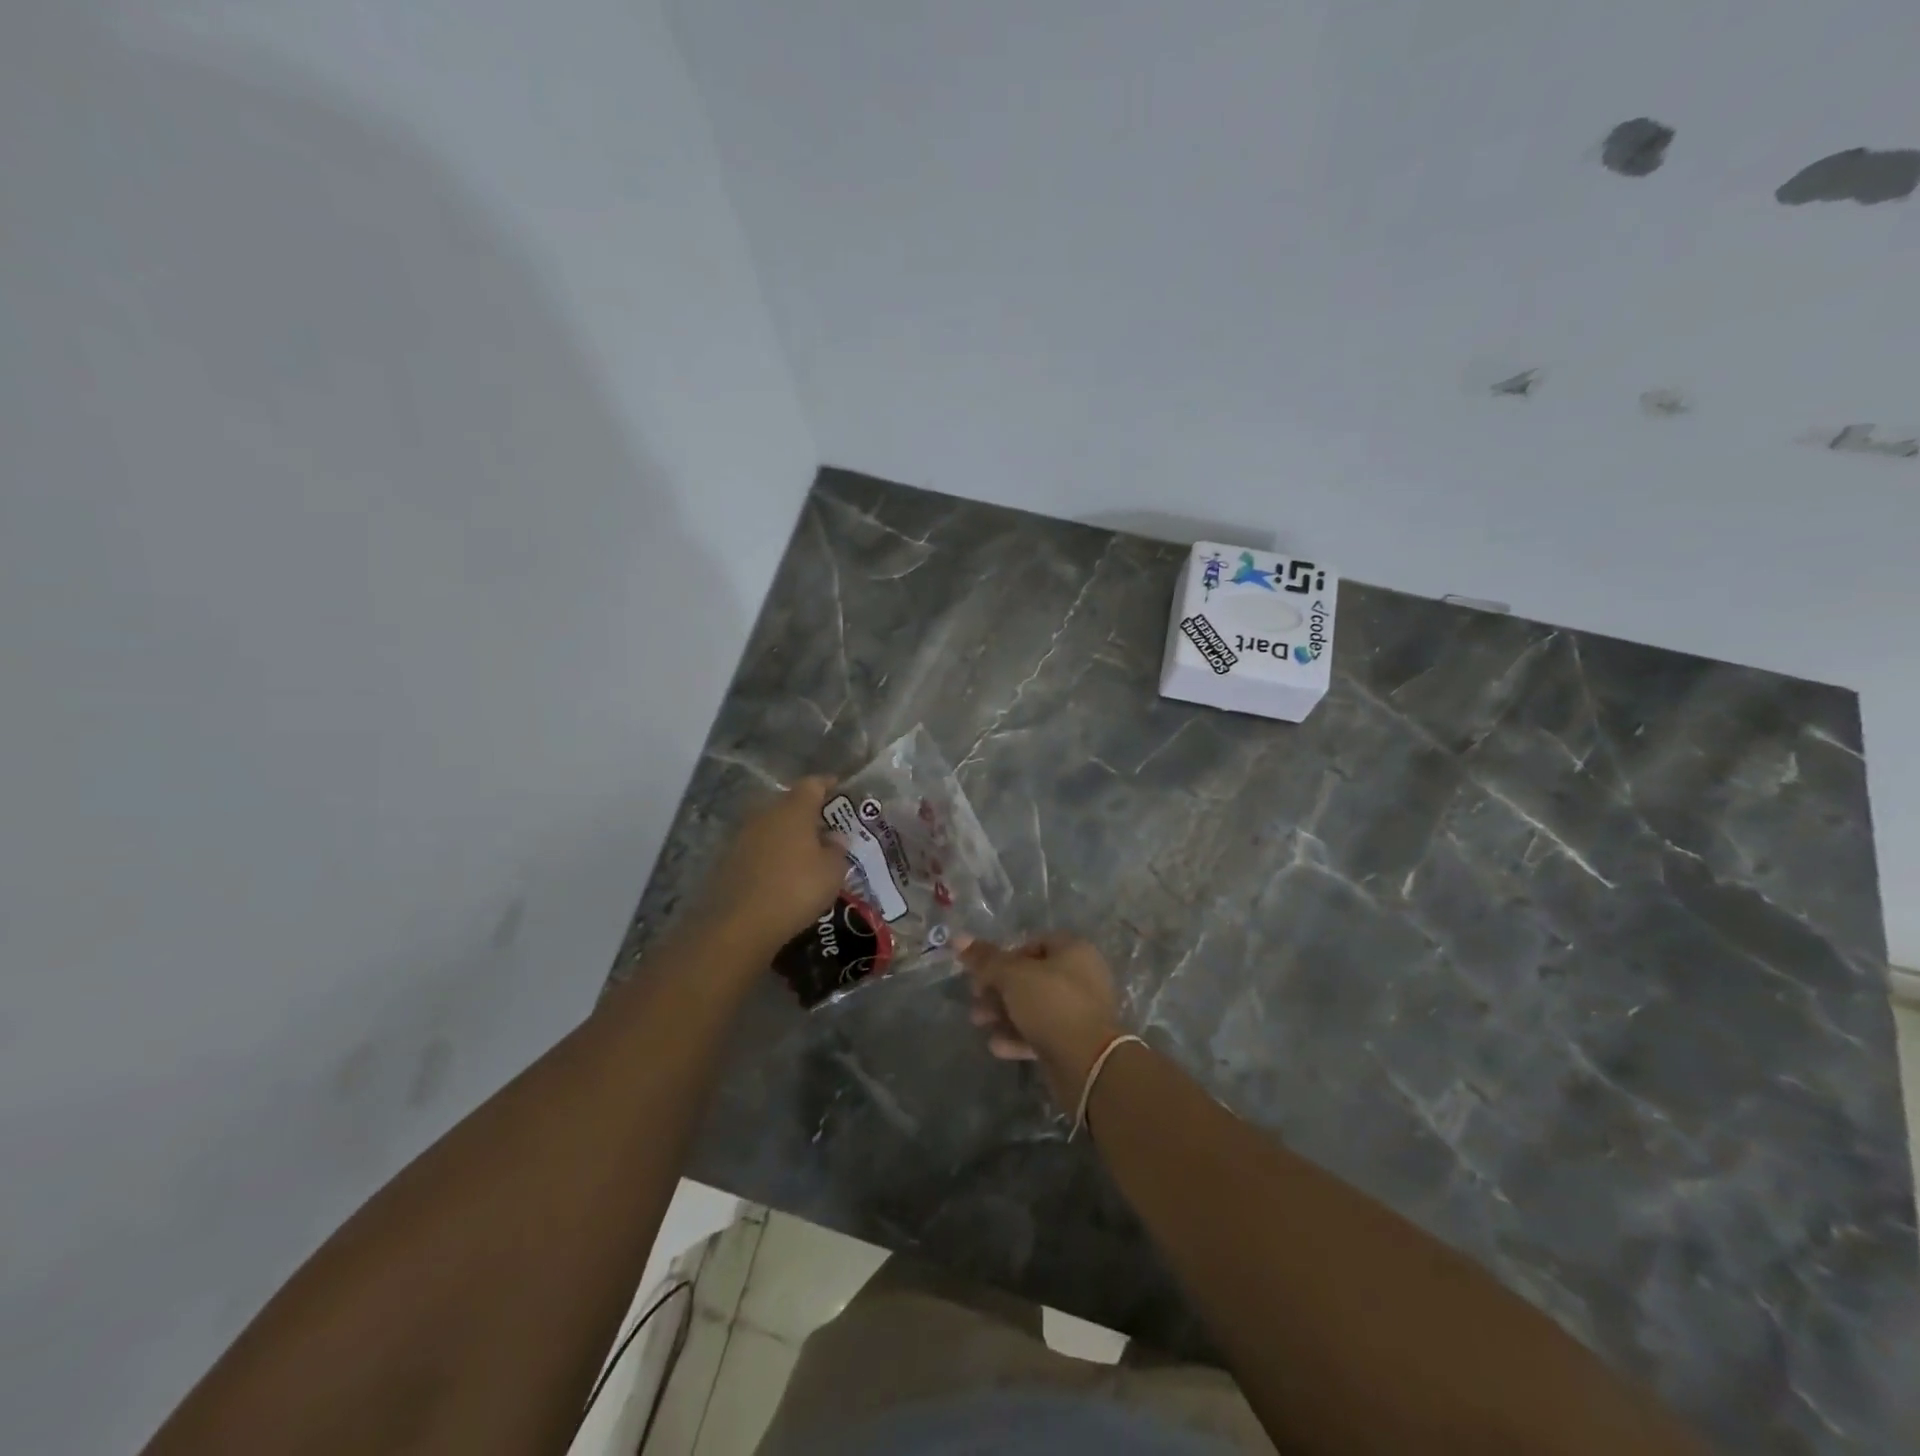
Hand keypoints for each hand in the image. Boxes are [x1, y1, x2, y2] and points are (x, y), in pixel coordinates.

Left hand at [696, 776, 847, 958]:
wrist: (738, 925)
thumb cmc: (796, 890)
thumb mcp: (832, 872)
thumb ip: (837, 850)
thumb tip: (834, 837)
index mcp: (794, 809)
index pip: (812, 784)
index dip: (827, 785)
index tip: (839, 788)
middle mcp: (765, 814)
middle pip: (789, 804)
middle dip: (807, 813)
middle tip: (825, 828)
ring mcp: (742, 836)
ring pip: (770, 826)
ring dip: (786, 835)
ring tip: (804, 854)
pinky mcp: (726, 859)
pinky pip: (756, 848)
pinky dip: (770, 855)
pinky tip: (780, 873)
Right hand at [961, 933, 1125, 1105]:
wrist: (1088, 1063)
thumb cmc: (1052, 1004)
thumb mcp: (1013, 976)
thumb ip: (985, 960)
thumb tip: (957, 937)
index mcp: (1074, 951)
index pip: (1035, 943)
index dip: (1007, 955)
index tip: (984, 971)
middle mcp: (1081, 977)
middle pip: (1032, 977)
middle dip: (998, 988)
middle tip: (974, 999)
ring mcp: (1079, 1011)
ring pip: (1034, 1006)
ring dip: (1003, 1013)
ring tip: (978, 1022)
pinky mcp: (1074, 1042)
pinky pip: (1042, 1032)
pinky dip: (1018, 1037)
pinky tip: (996, 1046)